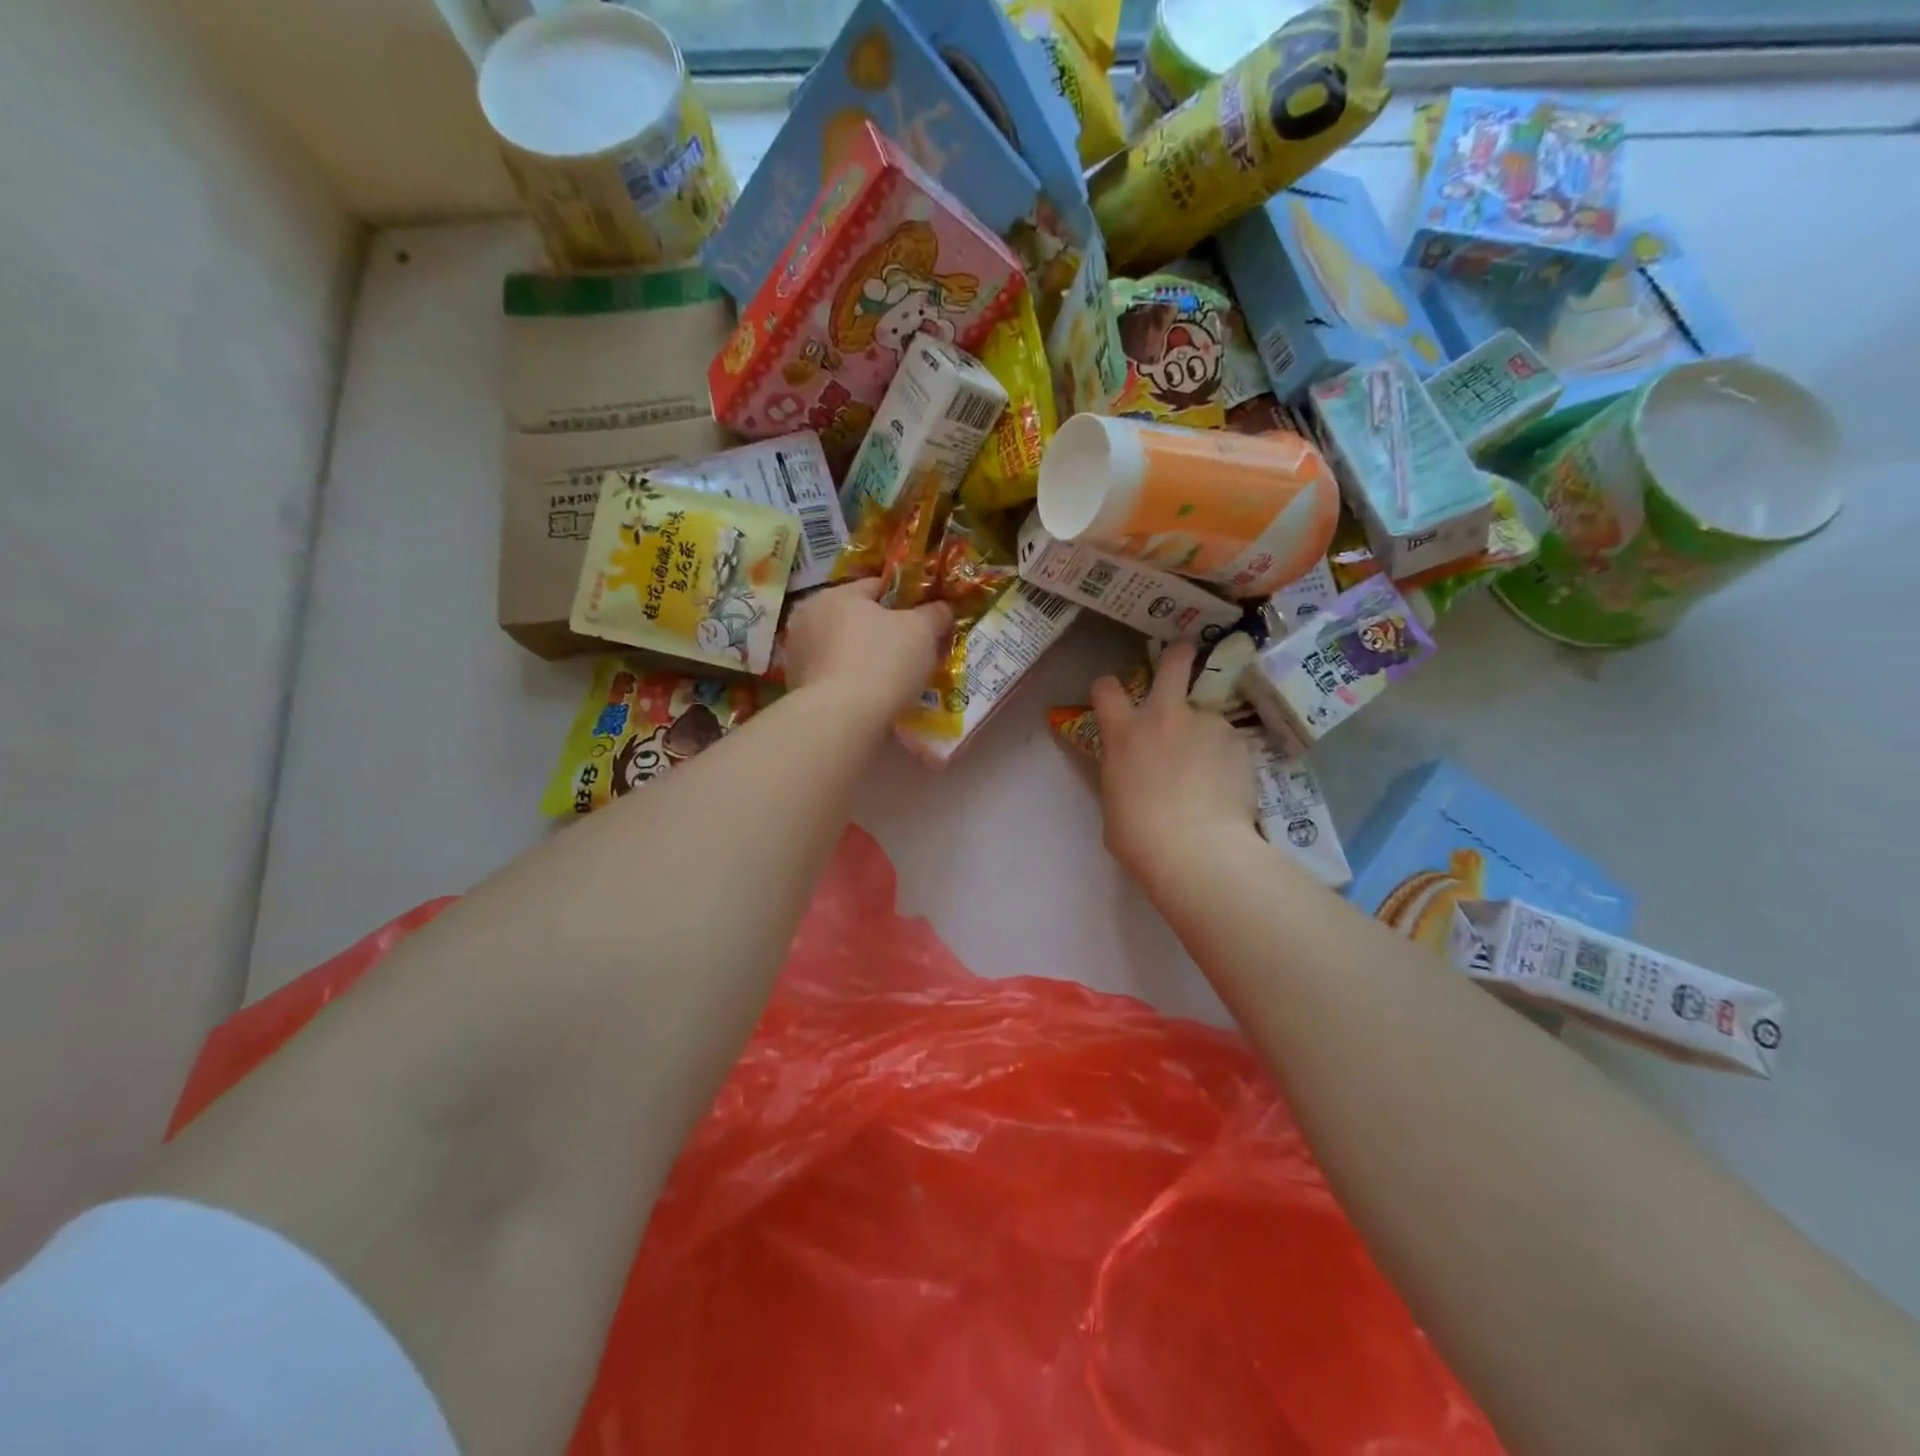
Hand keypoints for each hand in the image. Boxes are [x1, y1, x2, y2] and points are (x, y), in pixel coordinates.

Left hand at [782, 579, 952, 721]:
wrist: (842, 721)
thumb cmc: (882, 663)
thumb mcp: (922, 632)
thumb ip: (934, 614)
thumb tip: (941, 608)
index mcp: (835, 594)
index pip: (877, 586)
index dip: (906, 600)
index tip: (925, 620)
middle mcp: (808, 618)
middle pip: (856, 619)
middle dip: (882, 632)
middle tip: (912, 653)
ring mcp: (798, 655)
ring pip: (843, 649)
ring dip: (864, 659)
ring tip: (893, 680)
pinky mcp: (797, 688)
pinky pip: (834, 677)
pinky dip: (851, 682)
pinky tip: (871, 698)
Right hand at [1090, 640, 1258, 885]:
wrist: (1196, 850)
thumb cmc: (1140, 835)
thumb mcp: (1114, 799)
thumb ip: (1123, 772)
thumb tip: (1133, 772)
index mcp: (1124, 733)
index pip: (1105, 688)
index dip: (1107, 688)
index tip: (1112, 696)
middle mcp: (1163, 716)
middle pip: (1172, 664)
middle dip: (1178, 654)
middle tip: (1184, 652)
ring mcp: (1204, 724)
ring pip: (1206, 714)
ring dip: (1205, 731)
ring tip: (1212, 769)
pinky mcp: (1238, 741)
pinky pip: (1229, 742)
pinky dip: (1227, 758)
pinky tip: (1229, 785)